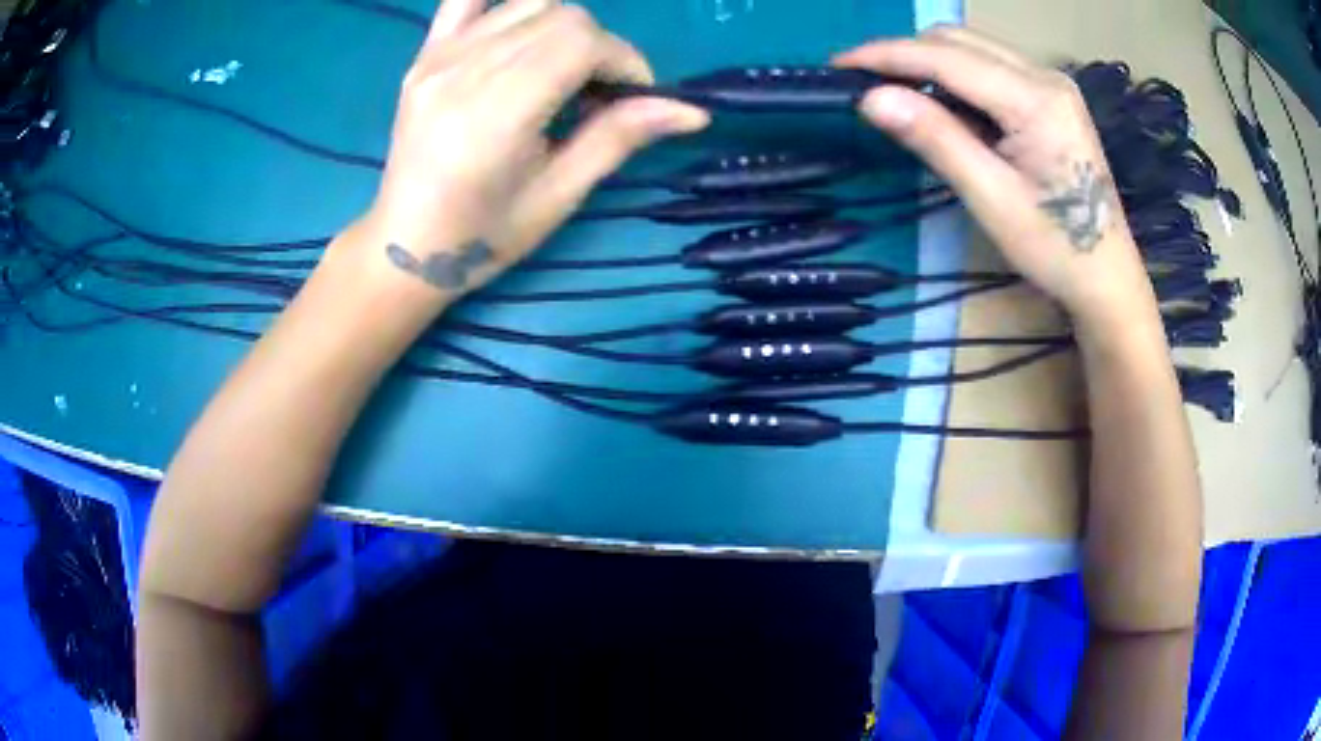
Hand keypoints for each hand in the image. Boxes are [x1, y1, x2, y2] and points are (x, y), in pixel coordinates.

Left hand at [356, 0, 708, 297]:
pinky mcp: (424, 53)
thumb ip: (619, 138)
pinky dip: (506, 3)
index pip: (581, 42)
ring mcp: (438, 56)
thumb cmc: (483, 235)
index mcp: (496, 112)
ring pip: (528, 2)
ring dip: (563, 26)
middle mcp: (464, 70)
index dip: (625, 60)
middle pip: (561, 15)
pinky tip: (521, 29)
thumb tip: (692, 111)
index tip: (633, 97)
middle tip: (597, 93)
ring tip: (560, 70)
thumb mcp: (559, 195)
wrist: (405, 245)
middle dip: (599, 46)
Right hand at [835, 27, 1157, 330]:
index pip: (946, 57)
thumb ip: (935, 139)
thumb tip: (871, 98)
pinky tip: (943, 106)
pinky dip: (956, 78)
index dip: (887, 55)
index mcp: (1036, 99)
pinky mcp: (1051, 98)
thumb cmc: (1056, 249)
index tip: (839, 66)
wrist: (1108, 278)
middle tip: (865, 83)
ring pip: (973, 49)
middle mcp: (1045, 76)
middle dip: (905, 54)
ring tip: (897, 94)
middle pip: (958, 41)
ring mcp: (1051, 84)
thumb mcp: (992, 199)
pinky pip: (991, 68)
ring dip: (929, 64)